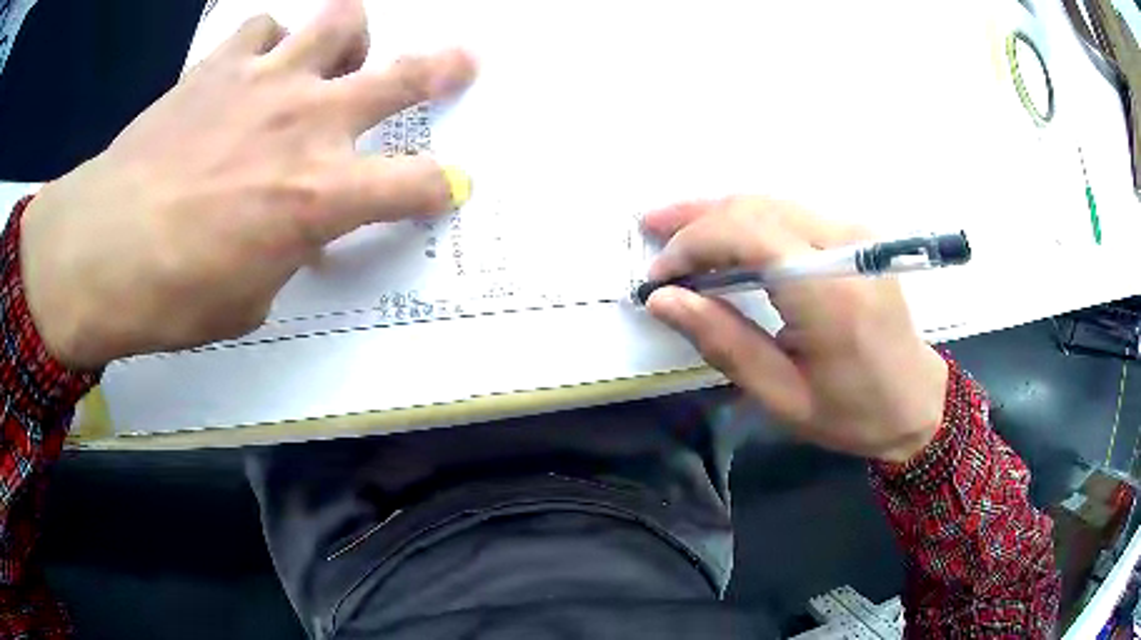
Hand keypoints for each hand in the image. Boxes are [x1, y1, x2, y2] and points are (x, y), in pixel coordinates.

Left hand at [19, 0, 475, 368]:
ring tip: (336, 52)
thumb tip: (295, 230)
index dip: (440, 187)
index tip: (451, 187)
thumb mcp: (249, 299)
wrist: (99, 251)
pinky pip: (263, 27)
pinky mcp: (220, 65)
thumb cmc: (174, 296)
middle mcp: (309, 123)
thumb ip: (286, 251)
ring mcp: (265, 81)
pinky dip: (270, 40)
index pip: (414, 185)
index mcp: (322, 196)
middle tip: (464, 61)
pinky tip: (256, 62)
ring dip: (348, 36)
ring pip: (339, 21)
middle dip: (444, 69)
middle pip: (401, 77)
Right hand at [643, 198, 948, 463]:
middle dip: (696, 217)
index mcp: (831, 293)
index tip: (660, 276)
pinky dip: (747, 219)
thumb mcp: (781, 396)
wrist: (915, 400)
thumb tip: (664, 300)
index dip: (694, 244)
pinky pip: (789, 212)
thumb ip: (723, 342)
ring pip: (770, 201)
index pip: (749, 233)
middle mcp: (845, 246)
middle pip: (756, 206)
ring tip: (673, 228)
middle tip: (651, 232)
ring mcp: (853, 233)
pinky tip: (722, 235)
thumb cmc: (852, 411)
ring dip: (717, 212)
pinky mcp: (854, 234)